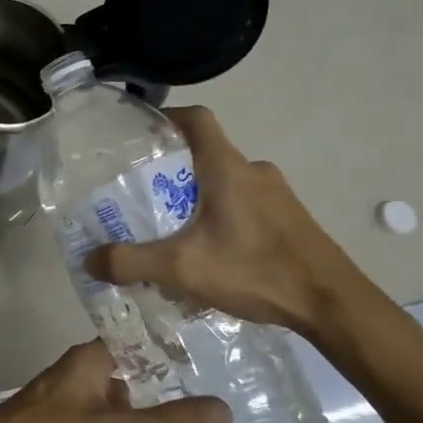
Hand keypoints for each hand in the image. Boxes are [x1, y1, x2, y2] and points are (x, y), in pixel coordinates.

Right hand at [85, 106, 379, 341]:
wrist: (333, 305)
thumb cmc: (256, 271)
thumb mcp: (182, 268)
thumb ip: (131, 262)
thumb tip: (88, 260)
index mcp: (227, 168)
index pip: (196, 120)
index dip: (166, 117)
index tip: (138, 134)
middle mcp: (253, 171)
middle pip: (205, 153)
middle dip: (171, 170)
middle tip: (141, 196)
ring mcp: (277, 194)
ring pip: (224, 182)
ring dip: (195, 197)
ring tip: (170, 230)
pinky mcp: (288, 218)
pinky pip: (243, 204)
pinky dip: (219, 217)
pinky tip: (208, 253)